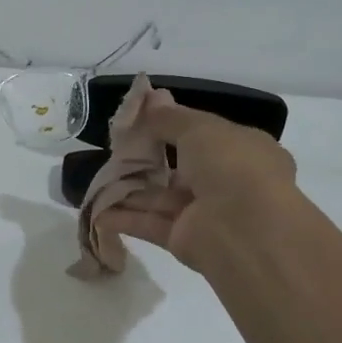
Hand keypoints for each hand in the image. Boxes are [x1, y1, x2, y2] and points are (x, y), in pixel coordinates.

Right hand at [103, 94, 297, 271]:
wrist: (244, 229)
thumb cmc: (231, 165)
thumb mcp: (199, 128)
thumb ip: (170, 118)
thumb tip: (150, 103)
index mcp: (244, 151)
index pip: (206, 136)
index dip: (175, 127)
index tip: (143, 120)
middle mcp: (227, 182)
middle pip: (180, 168)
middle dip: (148, 159)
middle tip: (116, 149)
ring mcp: (206, 213)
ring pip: (161, 197)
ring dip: (131, 188)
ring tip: (99, 177)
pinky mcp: (184, 240)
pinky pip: (150, 223)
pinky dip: (125, 217)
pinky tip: (97, 210)